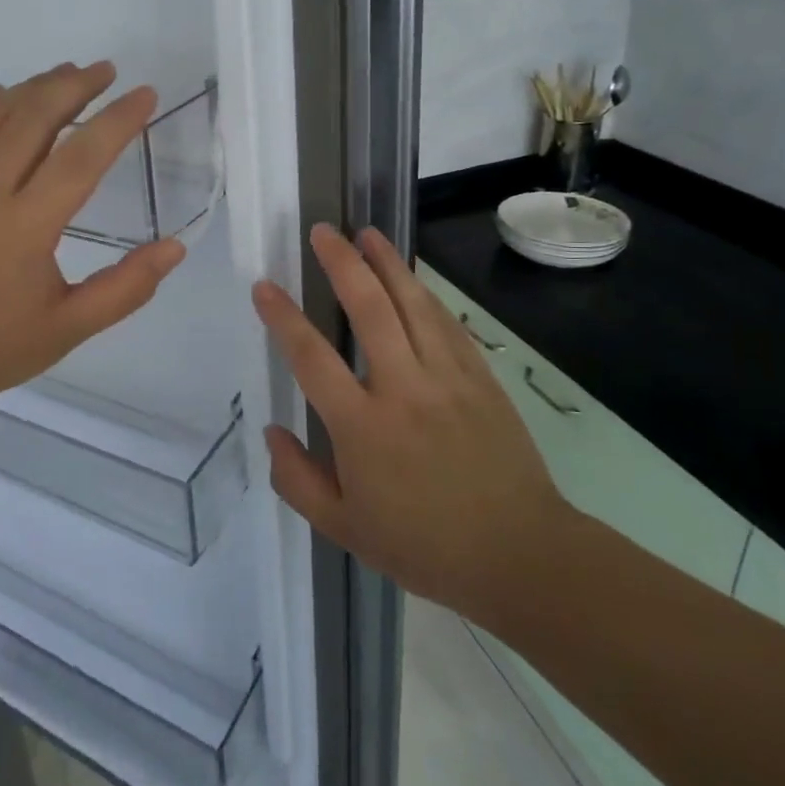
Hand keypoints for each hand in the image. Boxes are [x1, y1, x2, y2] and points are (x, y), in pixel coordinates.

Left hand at [0, 62, 186, 422]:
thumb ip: (126, 288)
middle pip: (34, 116)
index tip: (146, 95)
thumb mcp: (68, 329)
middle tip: (107, 71)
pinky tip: (6, 96)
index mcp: (25, 228)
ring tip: (68, 74)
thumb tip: (175, 247)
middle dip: (76, 85)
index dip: (118, 121)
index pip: (81, 157)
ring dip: (35, 86)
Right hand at [252, 225, 573, 619]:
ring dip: (386, 263)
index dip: (283, 317)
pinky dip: (424, 294)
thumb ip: (297, 480)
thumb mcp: (344, 529)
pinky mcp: (479, 378)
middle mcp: (402, 389)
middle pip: (368, 308)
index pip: (311, 357)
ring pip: (412, 304)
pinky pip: (447, 323)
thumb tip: (272, 432)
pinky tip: (411, 278)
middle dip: (341, 263)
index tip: (265, 286)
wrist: (519, 555)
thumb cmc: (424, 546)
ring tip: (366, 233)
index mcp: (362, 426)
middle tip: (322, 231)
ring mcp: (446, 378)